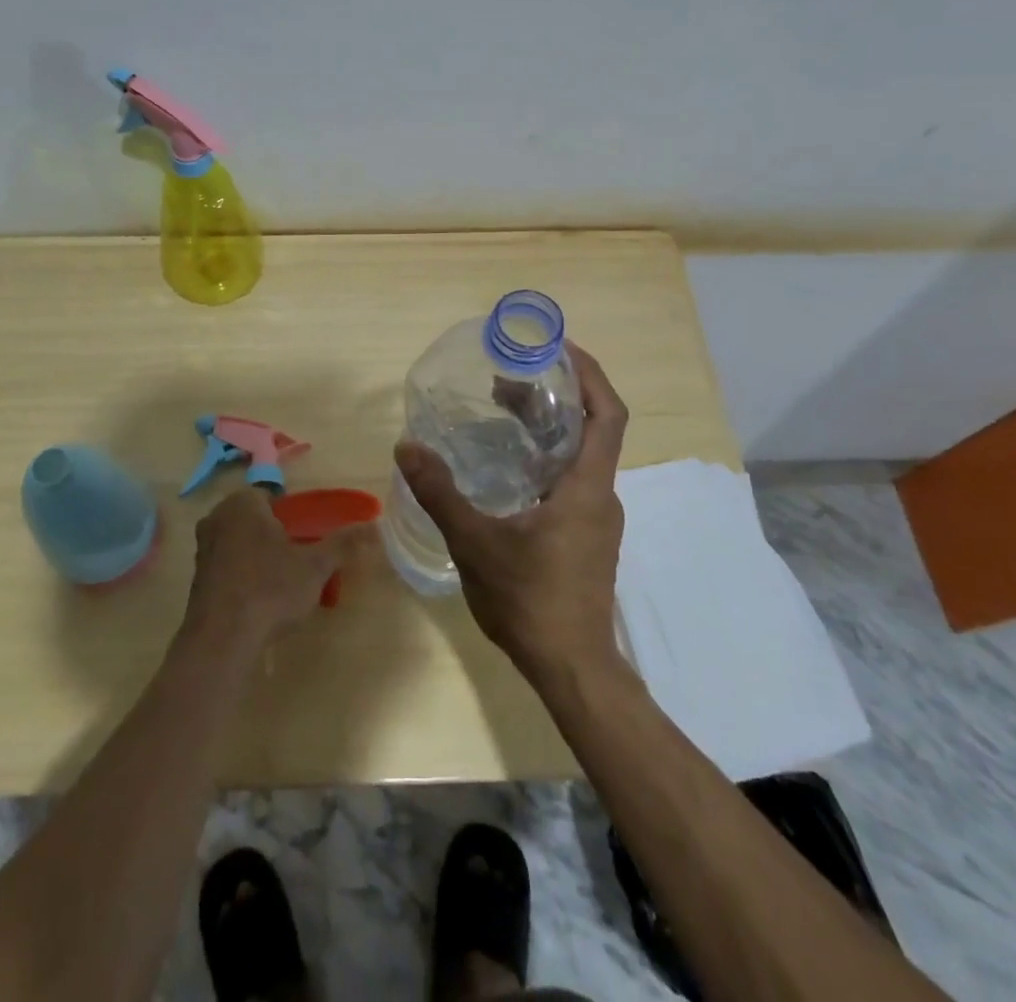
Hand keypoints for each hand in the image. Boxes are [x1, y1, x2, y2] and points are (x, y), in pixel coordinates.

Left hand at [181, 487, 372, 652]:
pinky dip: (243, 575)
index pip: (272, 497)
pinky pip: (228, 566)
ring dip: (259, 556)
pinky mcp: (196, 578)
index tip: (306, 538)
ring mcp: (203, 548)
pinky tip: (259, 599)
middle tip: (298, 560)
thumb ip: (343, 543)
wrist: (222, 640)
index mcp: (243, 503)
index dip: (292, 516)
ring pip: (240, 542)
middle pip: (255, 519)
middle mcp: (217, 517)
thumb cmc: (270, 590)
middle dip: (275, 535)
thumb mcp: (315, 566)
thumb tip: (375, 526)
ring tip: (282, 583)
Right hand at [395, 341, 628, 686]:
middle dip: (552, 398)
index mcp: (586, 487)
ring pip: (577, 457)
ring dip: (546, 429)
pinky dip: (543, 459)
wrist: (571, 668)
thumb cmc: (530, 600)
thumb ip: (441, 493)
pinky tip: (507, 470)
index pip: (607, 415)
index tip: (560, 348)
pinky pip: (570, 481)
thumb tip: (407, 446)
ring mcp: (596, 519)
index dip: (590, 374)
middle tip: (506, 380)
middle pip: (588, 429)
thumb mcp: (476, 543)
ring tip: (502, 415)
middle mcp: (599, 495)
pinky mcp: (586, 538)